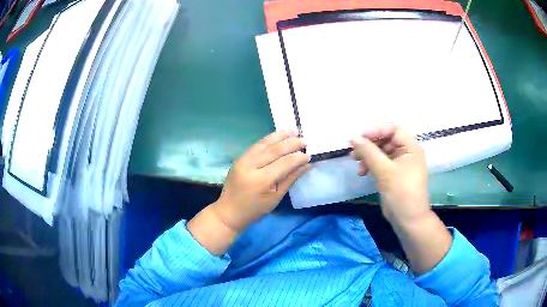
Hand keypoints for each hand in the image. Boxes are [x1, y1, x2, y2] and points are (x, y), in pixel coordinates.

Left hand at [211, 130, 309, 231]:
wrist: (229, 211)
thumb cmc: (255, 210)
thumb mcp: (275, 198)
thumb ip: (290, 179)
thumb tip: (306, 165)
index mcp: (260, 180)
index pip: (283, 164)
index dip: (297, 158)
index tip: (309, 155)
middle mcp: (250, 166)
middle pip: (274, 150)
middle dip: (291, 144)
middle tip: (304, 140)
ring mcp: (242, 160)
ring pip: (264, 143)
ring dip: (279, 135)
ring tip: (293, 130)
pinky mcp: (239, 158)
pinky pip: (256, 145)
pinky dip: (268, 139)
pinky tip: (278, 136)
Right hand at [350, 124, 429, 223]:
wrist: (407, 219)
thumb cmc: (401, 192)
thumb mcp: (384, 170)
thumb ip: (369, 152)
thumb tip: (354, 138)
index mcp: (411, 147)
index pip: (394, 129)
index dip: (377, 130)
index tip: (360, 137)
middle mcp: (406, 152)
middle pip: (386, 140)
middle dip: (370, 145)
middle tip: (354, 151)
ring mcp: (400, 164)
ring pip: (381, 152)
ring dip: (368, 156)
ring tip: (356, 162)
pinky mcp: (393, 174)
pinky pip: (380, 163)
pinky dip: (371, 165)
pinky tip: (362, 172)